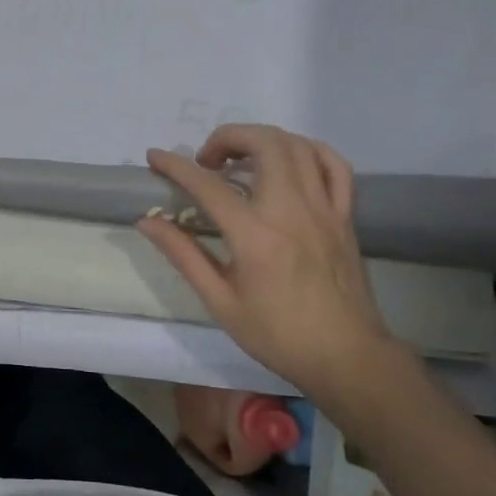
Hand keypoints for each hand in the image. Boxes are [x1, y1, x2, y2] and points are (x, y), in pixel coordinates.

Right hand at [139, 125, 398, 396]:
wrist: (347, 357)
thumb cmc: (278, 335)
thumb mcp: (220, 301)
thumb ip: (183, 255)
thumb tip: (148, 222)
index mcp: (255, 235)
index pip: (208, 186)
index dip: (176, 166)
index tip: (155, 156)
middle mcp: (291, 210)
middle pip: (264, 144)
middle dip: (228, 138)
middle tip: (207, 161)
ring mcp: (324, 210)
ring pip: (298, 147)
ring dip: (264, 140)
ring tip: (242, 158)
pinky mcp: (344, 217)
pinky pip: (334, 167)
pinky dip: (309, 152)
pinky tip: (290, 162)